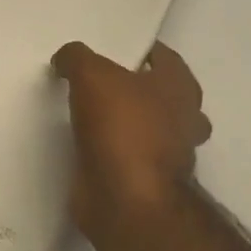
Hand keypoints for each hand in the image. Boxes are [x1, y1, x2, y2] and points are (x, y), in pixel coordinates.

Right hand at [52, 41, 211, 241]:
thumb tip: (66, 60)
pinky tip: (83, 142)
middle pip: (160, 94)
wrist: (127, 201)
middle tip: (98, 81)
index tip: (110, 49)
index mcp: (180, 88)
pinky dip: (111, 150)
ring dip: (124, 122)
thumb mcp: (91, 74)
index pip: (164, 57)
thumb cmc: (122, 127)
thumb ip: (77, 57)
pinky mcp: (147, 183)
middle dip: (135, 88)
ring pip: (148, 128)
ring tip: (86, 111)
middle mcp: (184, 120)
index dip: (139, 50)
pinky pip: (128, 156)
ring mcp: (169, 156)